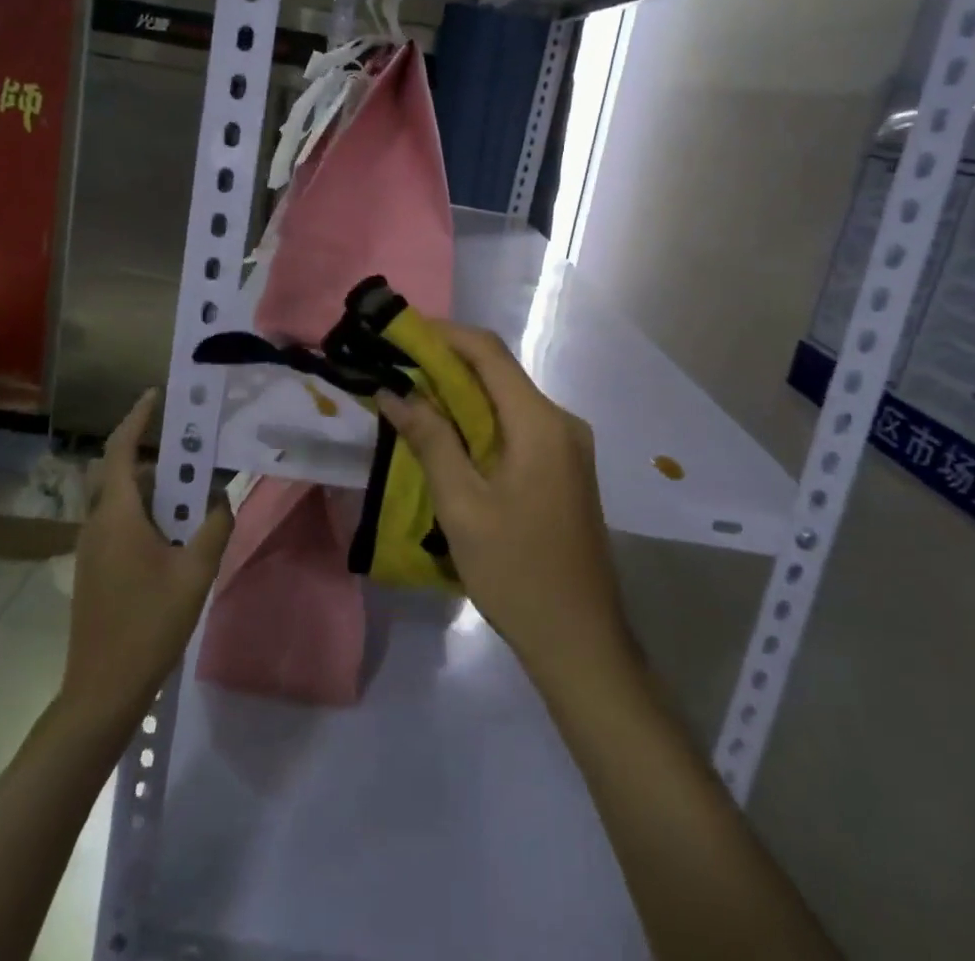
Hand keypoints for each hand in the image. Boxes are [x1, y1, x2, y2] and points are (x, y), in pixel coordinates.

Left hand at [62, 389, 233, 727]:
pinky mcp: (94, 568)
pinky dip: (144, 512)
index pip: (122, 450)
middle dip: (153, 453)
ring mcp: (91, 547)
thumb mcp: (195, 573)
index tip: (156, 395)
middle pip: (120, 472)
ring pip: (119, 500)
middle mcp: (96, 523)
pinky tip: (173, 533)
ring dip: (152, 488)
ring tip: (190, 492)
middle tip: (190, 449)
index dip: (137, 418)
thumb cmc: (149, 624)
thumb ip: (214, 528)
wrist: (102, 689)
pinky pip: (118, 522)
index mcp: (117, 515)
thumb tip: (223, 499)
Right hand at [375, 323, 635, 691]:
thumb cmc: (516, 572)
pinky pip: (517, 426)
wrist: (580, 641)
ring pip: (507, 400)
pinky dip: (480, 420)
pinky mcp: (564, 468)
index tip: (399, 333)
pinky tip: (449, 437)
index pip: (488, 353)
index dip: (443, 334)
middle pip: (498, 373)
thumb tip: (394, 391)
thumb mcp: (462, 505)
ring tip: (411, 398)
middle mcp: (561, 422)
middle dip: (446, 363)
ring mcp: (567, 446)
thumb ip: (430, 439)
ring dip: (461, 394)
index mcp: (540, 422)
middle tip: (395, 367)